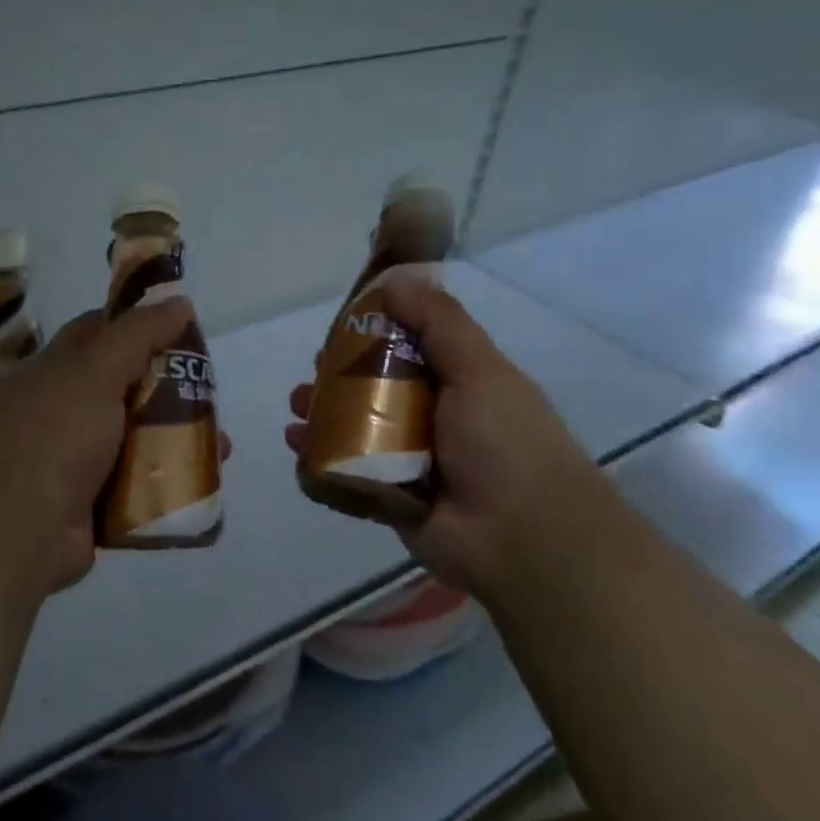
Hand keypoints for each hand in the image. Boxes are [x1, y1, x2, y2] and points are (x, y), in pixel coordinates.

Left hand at [0, 298, 225, 593]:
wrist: (18, 530)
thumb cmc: (54, 434)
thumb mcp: (94, 369)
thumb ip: (138, 334)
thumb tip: (179, 302)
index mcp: (50, 370)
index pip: (96, 331)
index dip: (136, 324)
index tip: (179, 327)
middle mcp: (61, 409)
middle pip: (124, 386)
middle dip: (168, 387)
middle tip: (209, 389)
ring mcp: (75, 458)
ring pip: (135, 438)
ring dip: (176, 437)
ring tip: (219, 443)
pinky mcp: (92, 501)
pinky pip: (139, 484)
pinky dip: (169, 481)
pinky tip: (202, 480)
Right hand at [284, 271, 615, 593]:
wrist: (522, 539)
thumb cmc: (505, 443)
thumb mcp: (480, 368)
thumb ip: (439, 323)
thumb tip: (395, 281)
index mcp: (459, 384)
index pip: (408, 348)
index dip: (372, 334)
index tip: (340, 328)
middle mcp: (433, 419)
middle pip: (374, 388)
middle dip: (336, 377)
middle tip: (311, 375)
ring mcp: (410, 461)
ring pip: (355, 428)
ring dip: (321, 414)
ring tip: (297, 409)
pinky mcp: (389, 496)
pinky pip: (346, 470)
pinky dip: (319, 456)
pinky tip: (297, 444)